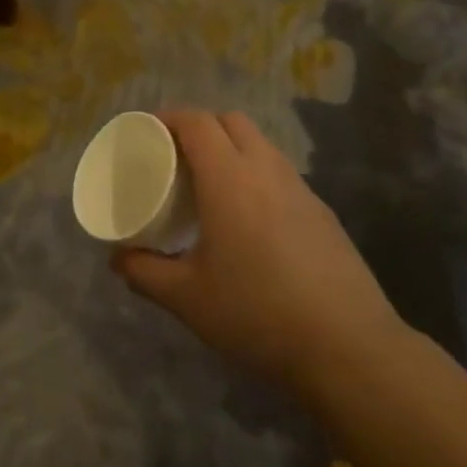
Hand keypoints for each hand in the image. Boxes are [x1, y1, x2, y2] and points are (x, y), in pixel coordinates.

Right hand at [111, 110, 402, 398]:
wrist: (348, 349)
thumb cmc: (257, 313)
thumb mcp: (187, 298)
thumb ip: (144, 273)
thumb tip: (117, 259)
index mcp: (229, 179)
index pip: (197, 122)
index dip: (168, 118)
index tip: (146, 131)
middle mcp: (266, 171)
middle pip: (231, 121)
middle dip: (200, 126)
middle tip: (175, 156)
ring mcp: (301, 190)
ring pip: (261, 145)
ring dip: (231, 148)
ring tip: (209, 185)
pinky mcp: (323, 214)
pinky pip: (281, 174)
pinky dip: (256, 175)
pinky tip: (249, 219)